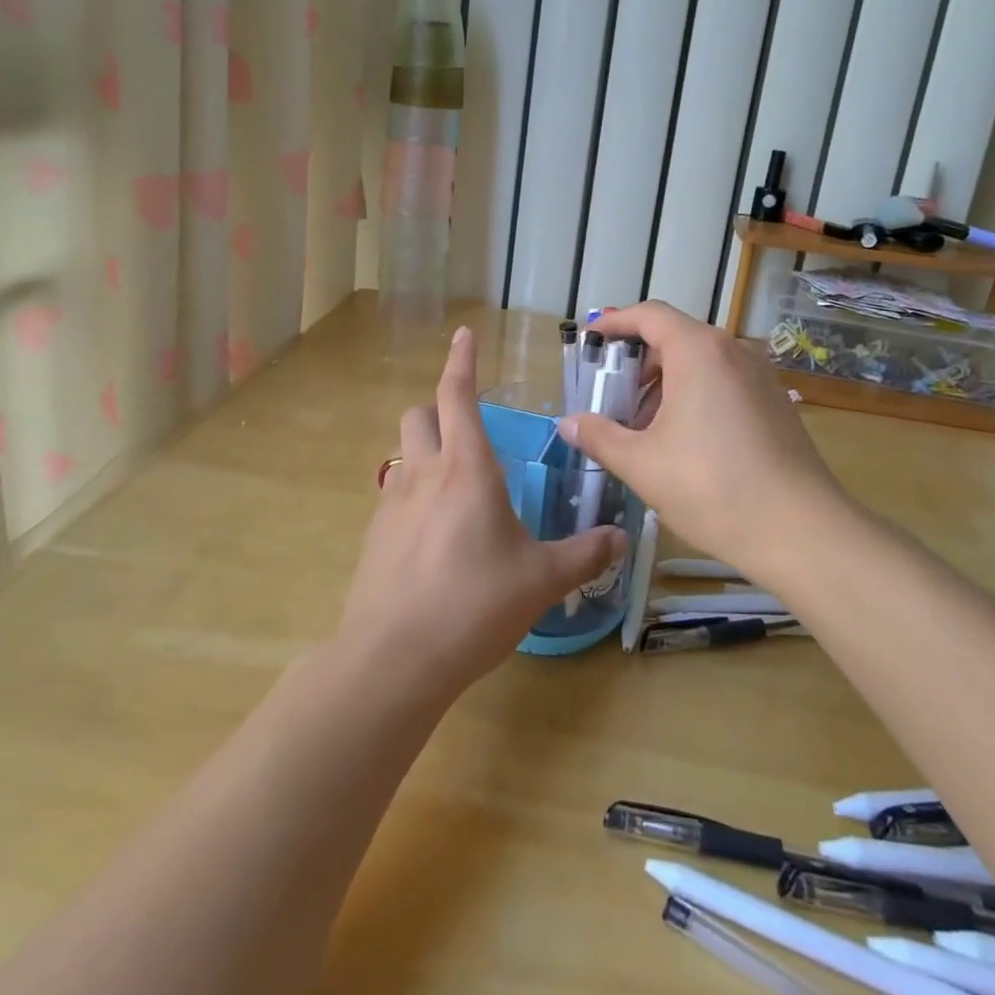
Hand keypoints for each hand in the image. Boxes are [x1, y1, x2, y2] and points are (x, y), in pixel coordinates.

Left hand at [337, 327, 625, 700]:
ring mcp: (391, 504)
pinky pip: (395, 497)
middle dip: (440, 410)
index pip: (457, 395)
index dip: (461, 361)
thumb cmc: (474, 604)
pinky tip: (435, 539)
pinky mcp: (373, 537)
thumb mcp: (541, 580)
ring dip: (427, 454)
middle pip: (420, 415)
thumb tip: (621, 539)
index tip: (464, 335)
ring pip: (404, 455)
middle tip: (469, 433)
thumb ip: (584, 554)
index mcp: (467, 468)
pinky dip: (415, 497)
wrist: (393, 659)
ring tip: (457, 491)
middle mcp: (424, 474)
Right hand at [558, 302, 844, 575]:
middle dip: (637, 363)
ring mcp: (761, 376)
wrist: (801, 531)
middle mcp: (733, 351)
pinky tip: (683, 442)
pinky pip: (724, 383)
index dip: (614, 323)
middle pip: (675, 338)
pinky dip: (694, 396)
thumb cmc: (711, 487)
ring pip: (701, 363)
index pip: (649, 315)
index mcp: (698, 351)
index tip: (589, 340)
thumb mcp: (642, 464)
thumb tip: (568, 423)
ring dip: (665, 384)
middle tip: (611, 398)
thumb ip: (599, 436)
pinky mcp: (776, 403)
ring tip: (643, 428)